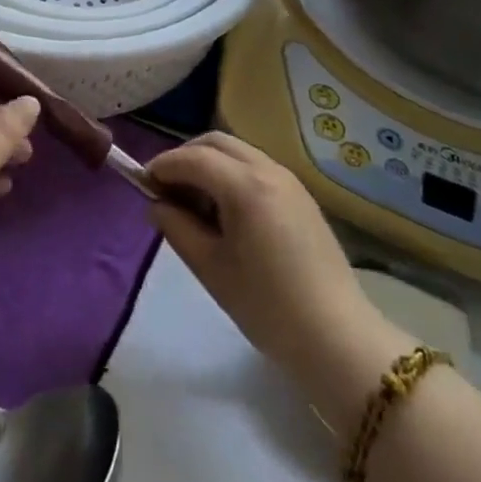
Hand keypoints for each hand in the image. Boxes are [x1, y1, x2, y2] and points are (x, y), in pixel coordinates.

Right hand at [149, 133, 406, 424]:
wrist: (338, 339)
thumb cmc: (267, 307)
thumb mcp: (210, 268)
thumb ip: (177, 227)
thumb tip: (156, 204)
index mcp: (244, 185)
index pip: (192, 158)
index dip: (163, 166)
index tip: (142, 183)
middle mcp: (268, 169)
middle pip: (216, 142)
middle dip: (186, 157)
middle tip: (166, 189)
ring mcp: (289, 180)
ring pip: (238, 152)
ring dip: (210, 164)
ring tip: (194, 203)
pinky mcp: (301, 196)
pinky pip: (256, 168)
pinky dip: (232, 174)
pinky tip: (226, 211)